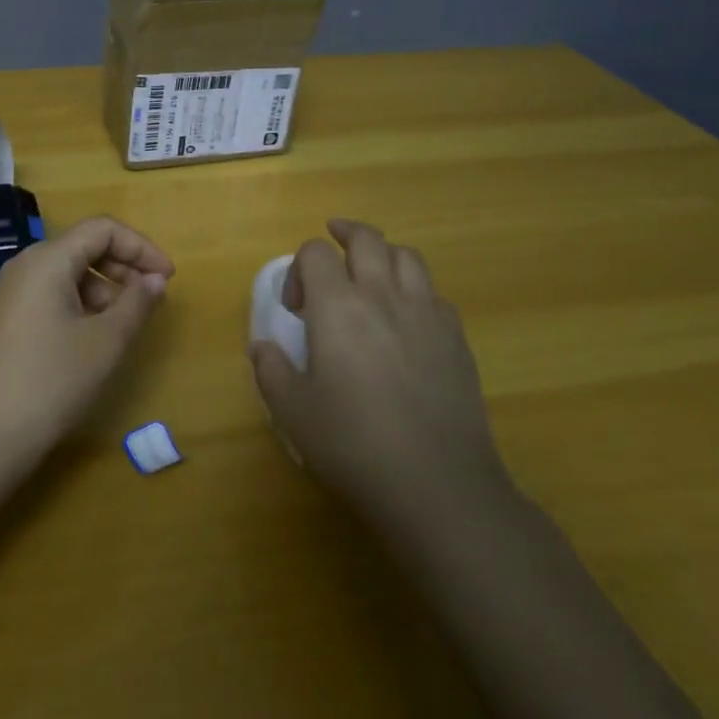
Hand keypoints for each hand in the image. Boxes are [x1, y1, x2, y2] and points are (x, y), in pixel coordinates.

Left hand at [0, 216, 173, 460]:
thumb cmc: (50, 382)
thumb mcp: (105, 343)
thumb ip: (136, 303)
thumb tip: (155, 279)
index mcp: (47, 260)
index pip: (102, 229)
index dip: (140, 247)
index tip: (166, 278)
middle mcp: (24, 267)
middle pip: (82, 247)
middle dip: (122, 268)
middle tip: (149, 301)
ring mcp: (8, 294)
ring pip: (66, 274)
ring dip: (101, 291)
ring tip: (121, 329)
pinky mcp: (2, 320)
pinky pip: (48, 296)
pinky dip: (78, 306)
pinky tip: (89, 342)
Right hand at [248, 219, 508, 529]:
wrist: (437, 484)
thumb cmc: (353, 444)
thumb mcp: (292, 411)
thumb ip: (270, 370)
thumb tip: (262, 346)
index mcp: (337, 306)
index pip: (315, 252)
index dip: (299, 268)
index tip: (295, 307)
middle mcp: (382, 296)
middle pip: (367, 239)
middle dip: (344, 234)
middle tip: (332, 247)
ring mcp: (425, 314)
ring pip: (407, 257)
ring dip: (383, 255)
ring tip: (371, 275)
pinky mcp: (456, 339)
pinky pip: (434, 293)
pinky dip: (415, 292)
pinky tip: (406, 321)